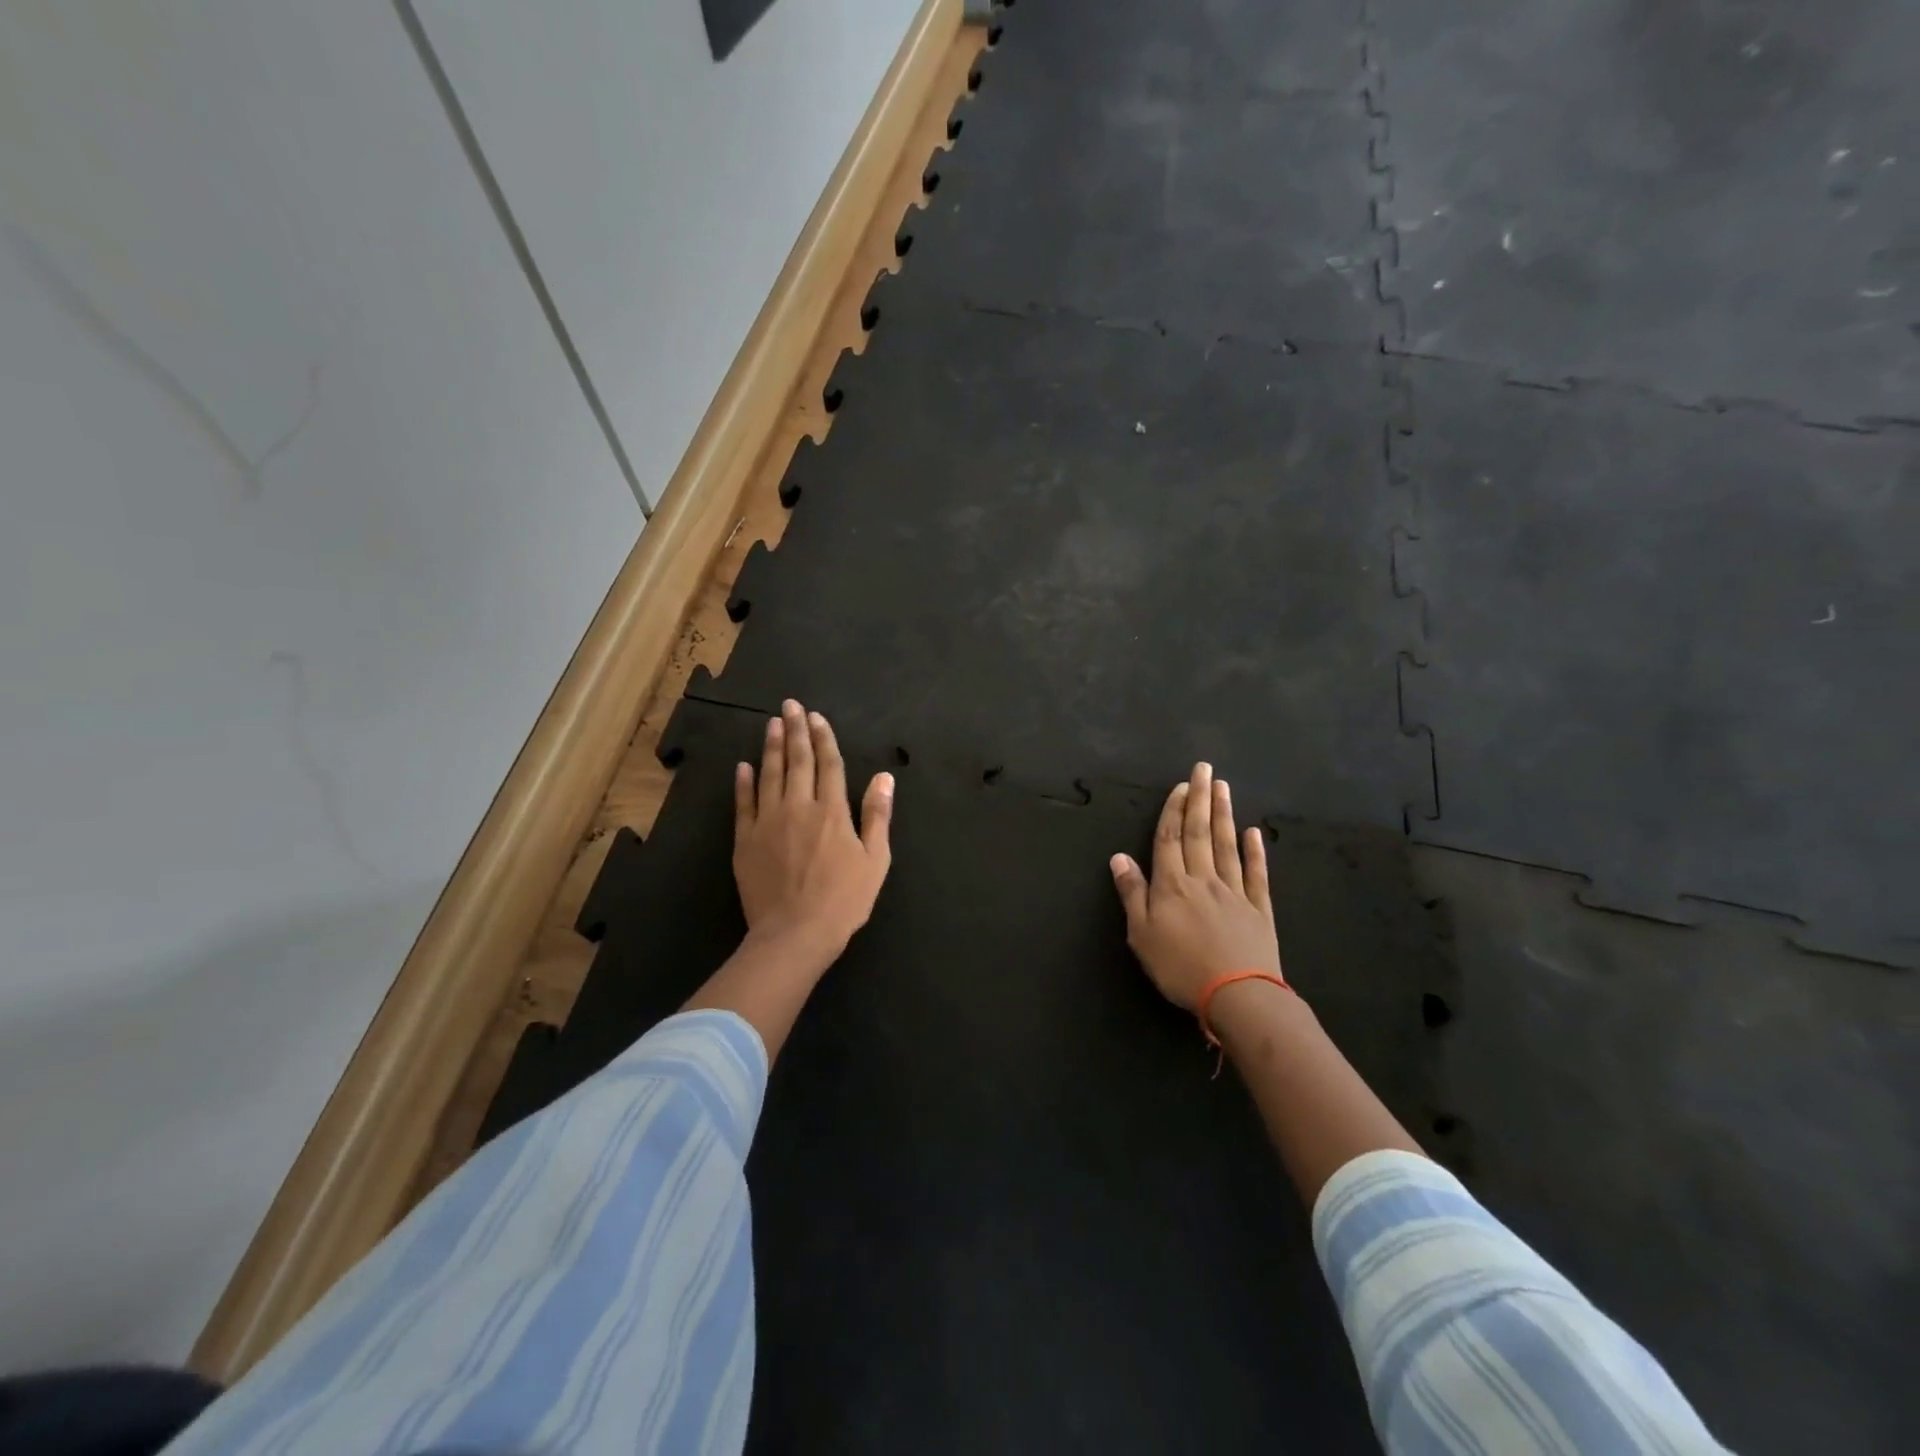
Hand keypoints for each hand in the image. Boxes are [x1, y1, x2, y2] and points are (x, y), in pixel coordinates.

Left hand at [733, 699, 893, 973]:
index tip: (816, 716)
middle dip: (796, 730)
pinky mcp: (745, 840)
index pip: (828, 765)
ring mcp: (768, 822)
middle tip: (790, 705)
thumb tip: (884, 777)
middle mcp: (799, 807)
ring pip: (769, 775)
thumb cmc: (843, 901)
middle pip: (797, 761)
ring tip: (772, 724)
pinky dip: (743, 783)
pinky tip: (743, 766)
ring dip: (772, 747)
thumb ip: (877, 815)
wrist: (795, 934)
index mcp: (832, 812)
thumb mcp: (875, 860)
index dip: (823, 738)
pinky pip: (743, 804)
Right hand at [1110, 762, 1280, 1010]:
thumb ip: (1132, 893)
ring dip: (1224, 815)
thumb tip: (1119, 857)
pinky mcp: (1260, 909)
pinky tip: (1253, 833)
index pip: (1170, 839)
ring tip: (1224, 787)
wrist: (1238, 995)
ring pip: (1227, 846)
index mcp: (1172, 885)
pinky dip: (1255, 851)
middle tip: (1205, 769)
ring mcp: (1234, 892)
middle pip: (1200, 833)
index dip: (1174, 810)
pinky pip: (1257, 874)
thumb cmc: (1180, 967)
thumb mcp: (1142, 935)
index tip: (1181, 785)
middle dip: (1201, 799)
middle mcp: (1203, 879)